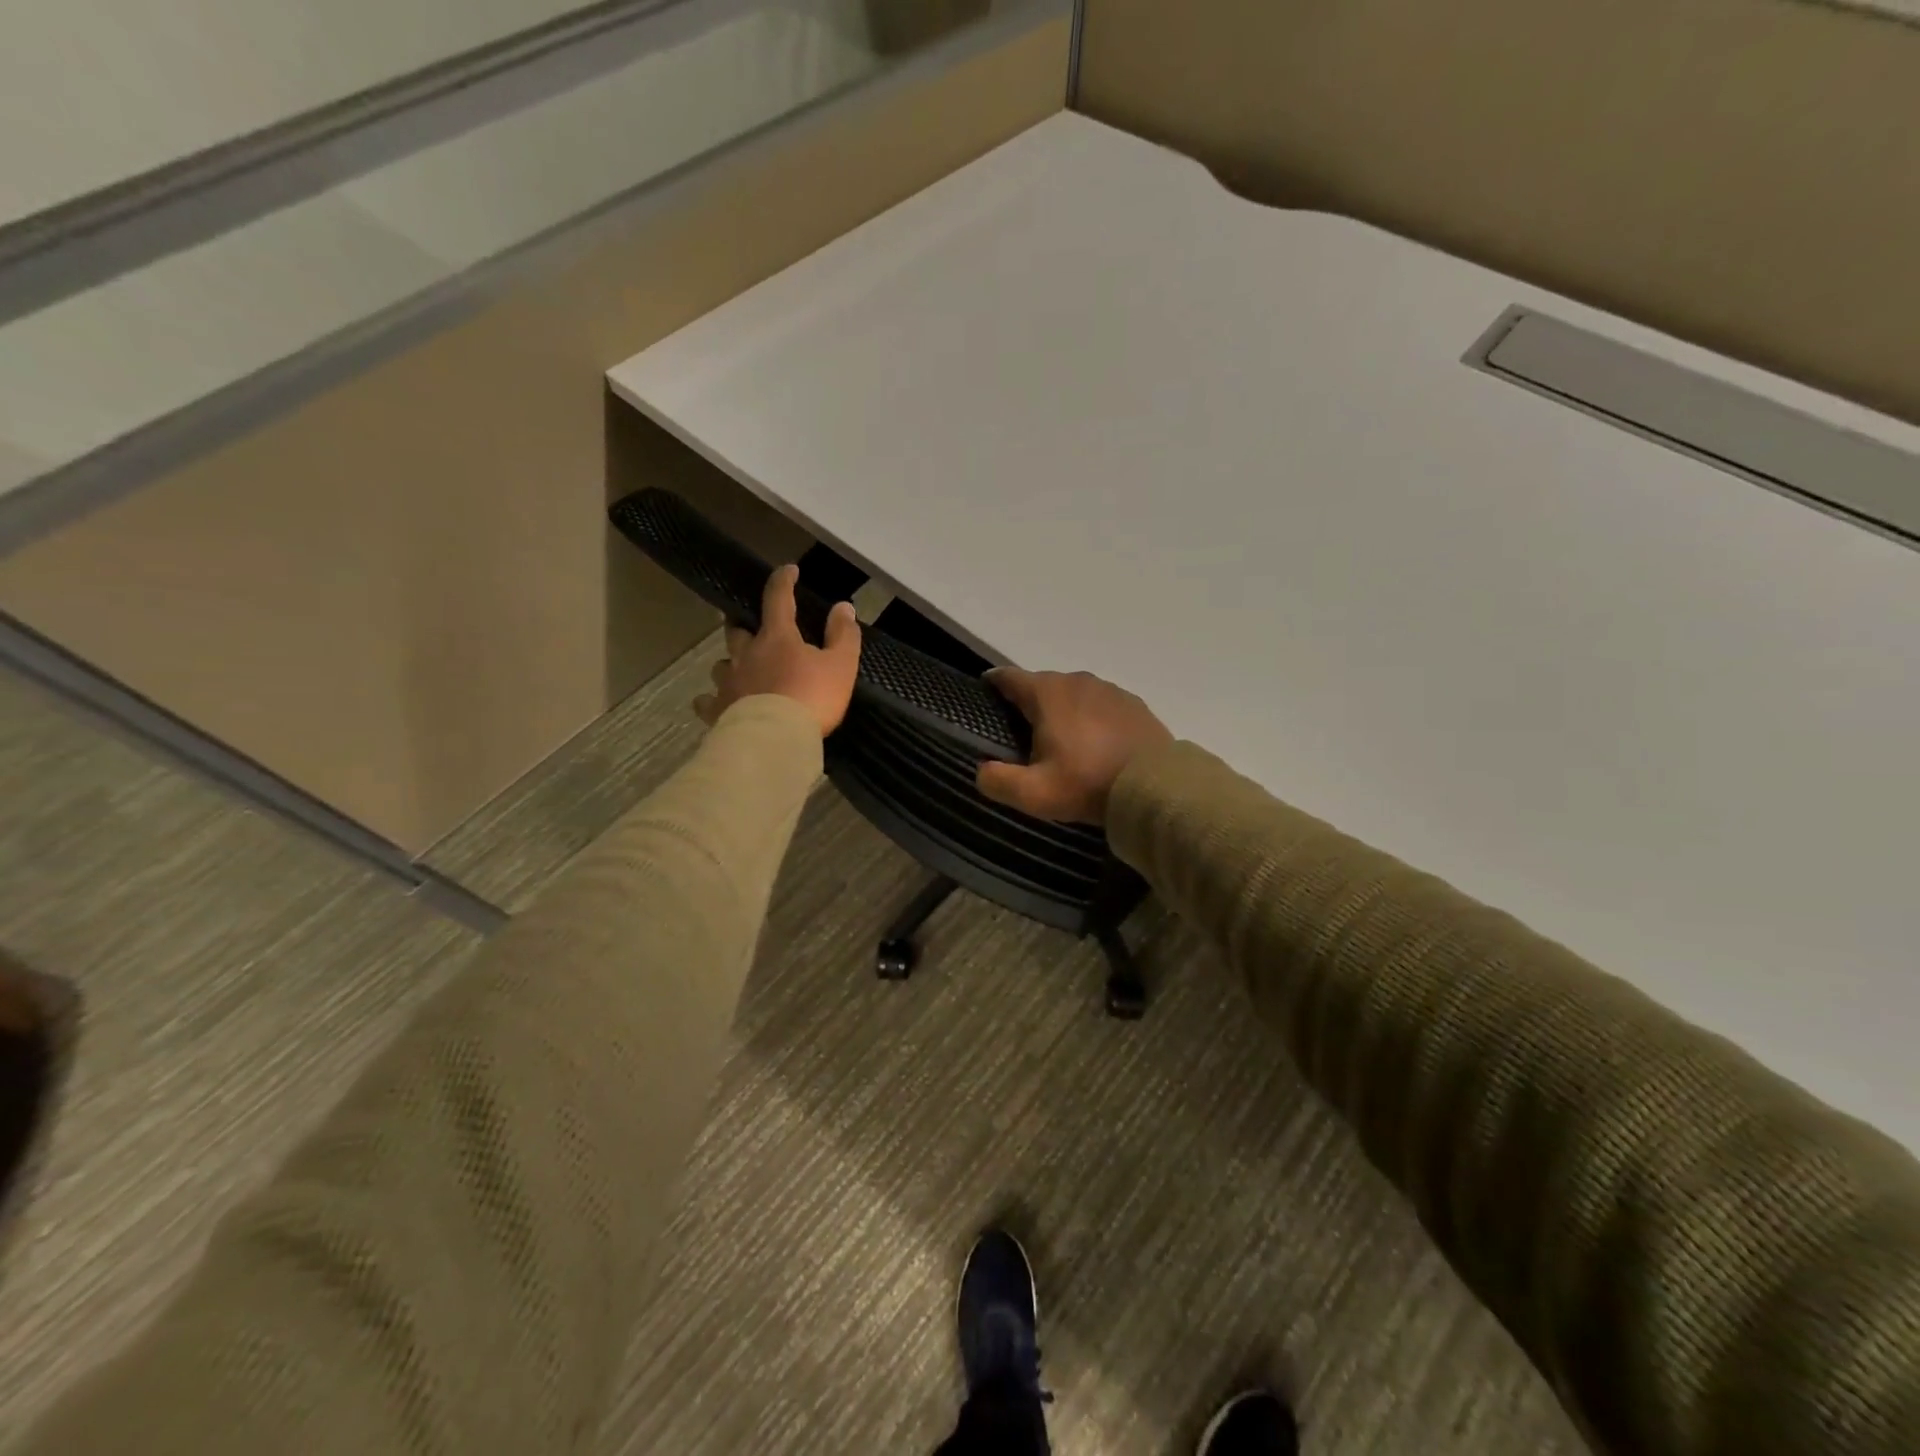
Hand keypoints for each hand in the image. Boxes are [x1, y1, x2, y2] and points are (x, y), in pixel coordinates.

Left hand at [693, 564, 861, 736]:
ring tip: (738, 671)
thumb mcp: (840, 665)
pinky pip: (707, 702)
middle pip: (737, 630)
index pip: (778, 598)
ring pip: (721, 665)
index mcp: (777, 638)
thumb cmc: (812, 698)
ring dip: (729, 664)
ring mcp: (729, 682)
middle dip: (742, 623)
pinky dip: (710, 700)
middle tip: (749, 625)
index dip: (783, 581)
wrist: (777, 738)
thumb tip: (843, 606)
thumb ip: (843, 635)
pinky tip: (712, 704)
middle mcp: (747, 654)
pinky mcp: (718, 710)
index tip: (788, 571)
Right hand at [976, 668, 1171, 824]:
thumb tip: (982, 769)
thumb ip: (998, 781)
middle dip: (1029, 704)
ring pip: (1073, 694)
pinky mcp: (1133, 704)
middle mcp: (1077, 681)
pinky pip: (1101, 705)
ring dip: (1063, 711)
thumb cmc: (1088, 784)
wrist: (1155, 787)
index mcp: (1048, 693)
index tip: (984, 695)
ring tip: (1061, 740)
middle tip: (1022, 735)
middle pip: (1042, 685)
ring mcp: (1109, 689)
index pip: (1009, 677)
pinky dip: (1091, 718)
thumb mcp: (1034, 793)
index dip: (993, 684)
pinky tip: (1095, 743)